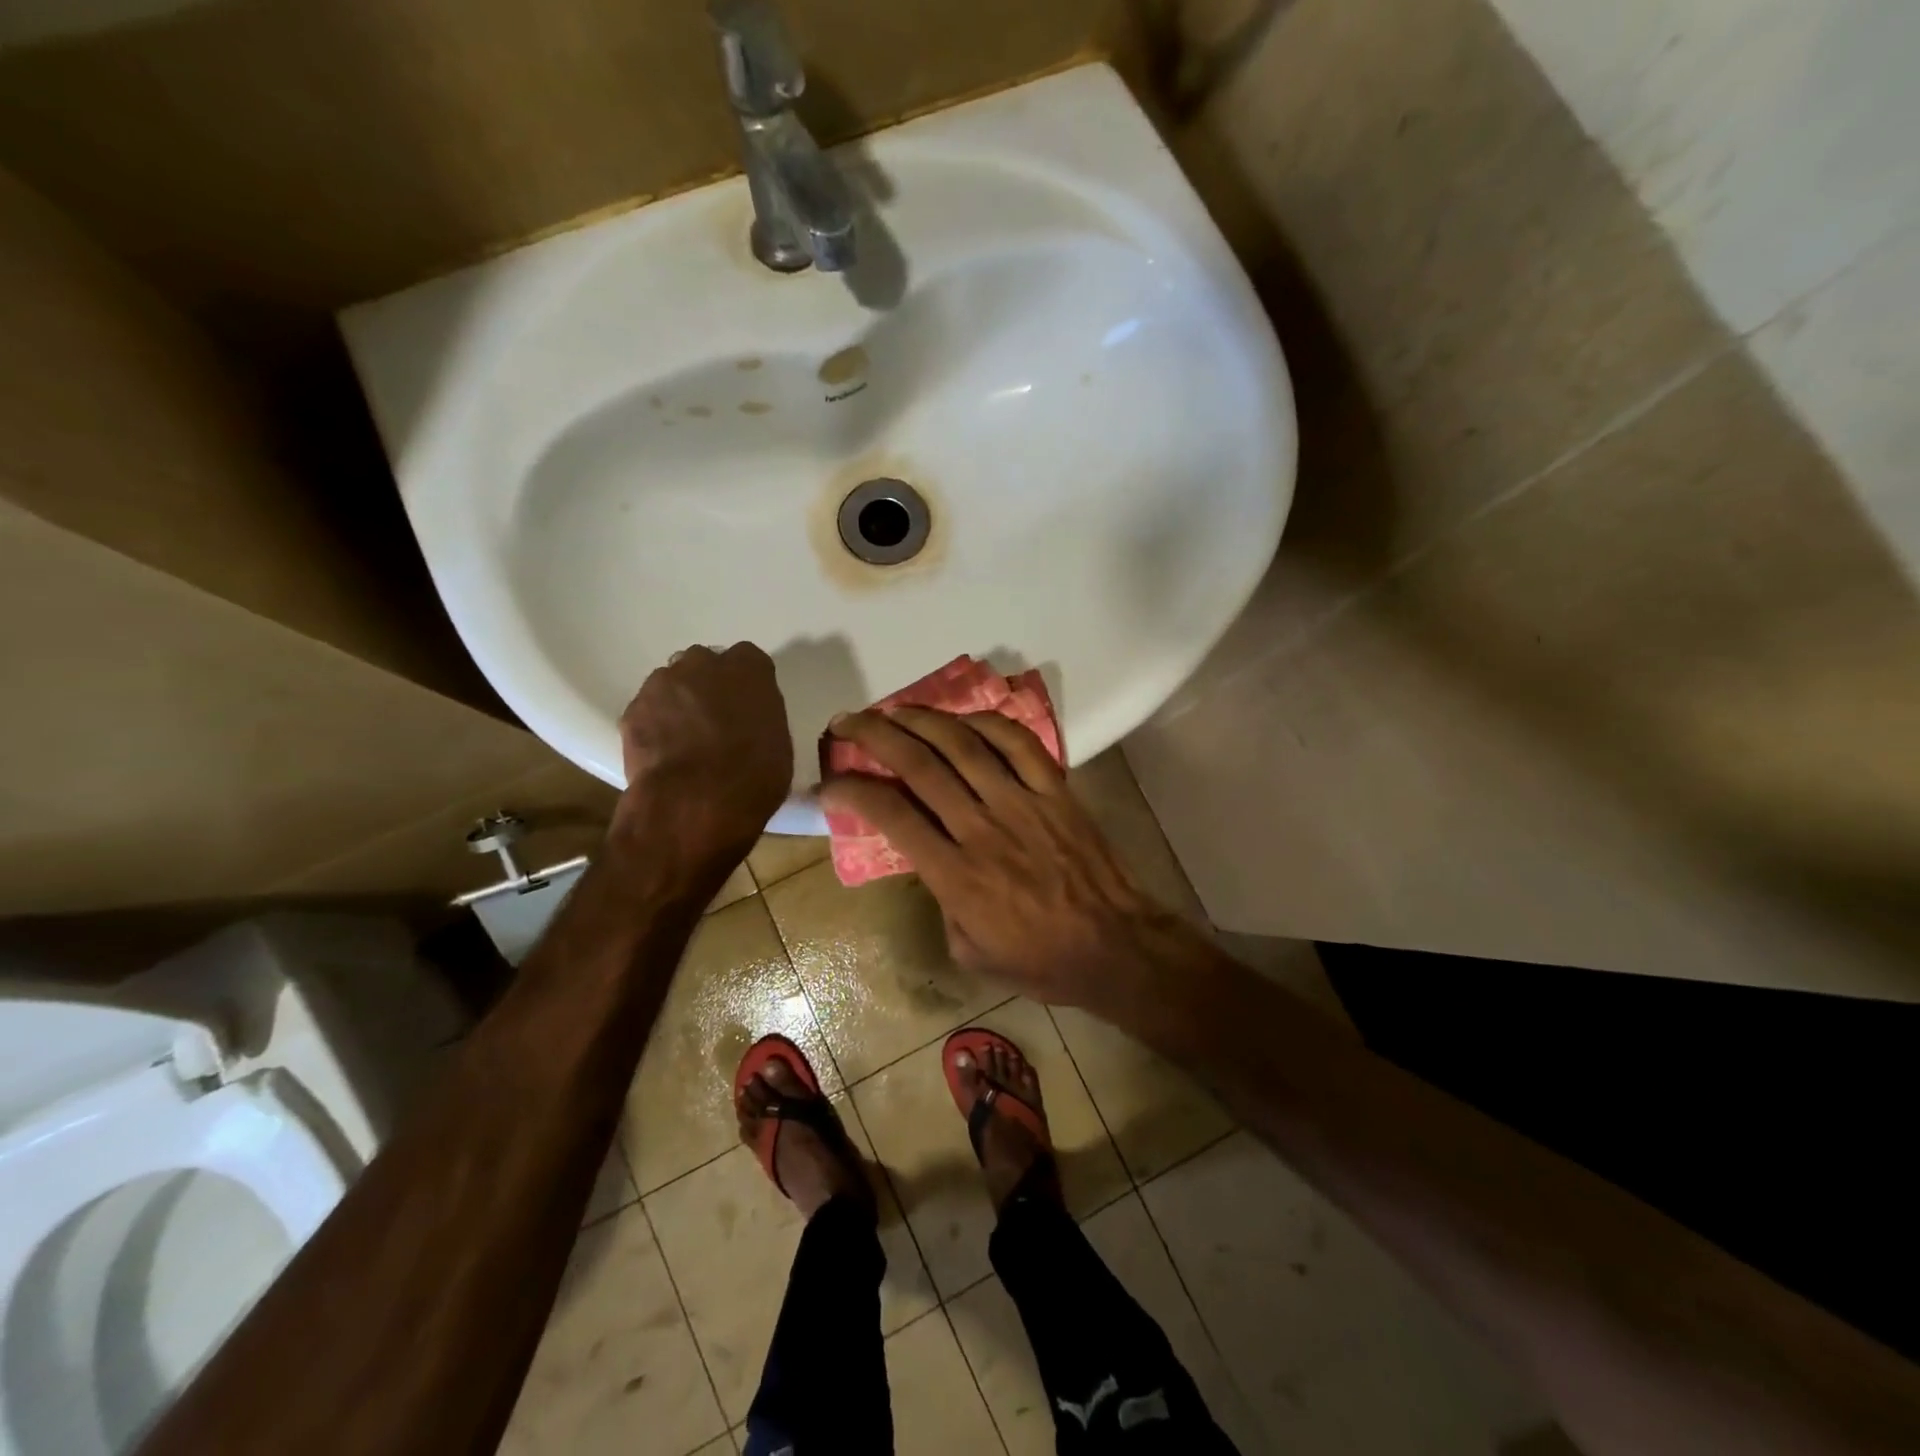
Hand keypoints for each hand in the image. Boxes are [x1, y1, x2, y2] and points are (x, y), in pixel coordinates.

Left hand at [614, 643, 791, 874]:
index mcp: (748, 670)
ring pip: (671, 683)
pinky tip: (663, 752)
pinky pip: (647, 709)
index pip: (749, 659)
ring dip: (678, 701)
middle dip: (707, 684)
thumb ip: (761, 717)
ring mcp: (663, 684)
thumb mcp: (778, 743)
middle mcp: (704, 664)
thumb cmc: (753, 775)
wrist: (696, 802)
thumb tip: (748, 720)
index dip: (745, 682)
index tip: (746, 703)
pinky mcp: (633, 709)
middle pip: (704, 663)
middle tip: (715, 718)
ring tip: (684, 738)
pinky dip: (655, 724)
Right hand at [819, 707, 1196, 1012]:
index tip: (830, 782)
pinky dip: (988, 723)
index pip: (891, 815)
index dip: (852, 791)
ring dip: (922, 719)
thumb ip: (940, 901)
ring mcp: (1022, 802)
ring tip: (895, 710)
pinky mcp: (1056, 791)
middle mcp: (982, 827)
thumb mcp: (969, 950)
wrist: (1115, 948)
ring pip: (964, 744)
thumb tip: (930, 862)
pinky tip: (964, 719)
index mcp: (956, 874)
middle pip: (919, 765)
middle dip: (875, 735)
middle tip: (849, 722)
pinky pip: (1020, 743)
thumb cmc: (1039, 960)